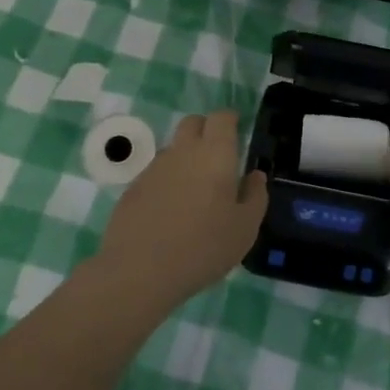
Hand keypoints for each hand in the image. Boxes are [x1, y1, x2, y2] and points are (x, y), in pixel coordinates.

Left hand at [95, 110, 267, 309]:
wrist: (139, 272)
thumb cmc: (203, 247)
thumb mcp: (245, 228)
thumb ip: (255, 196)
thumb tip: (255, 175)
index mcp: (215, 154)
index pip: (221, 117)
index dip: (230, 120)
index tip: (238, 131)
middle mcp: (183, 152)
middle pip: (193, 123)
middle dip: (206, 130)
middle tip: (218, 156)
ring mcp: (154, 169)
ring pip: (174, 149)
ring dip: (186, 158)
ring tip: (195, 191)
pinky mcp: (133, 188)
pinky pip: (156, 174)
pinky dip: (167, 181)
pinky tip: (170, 211)